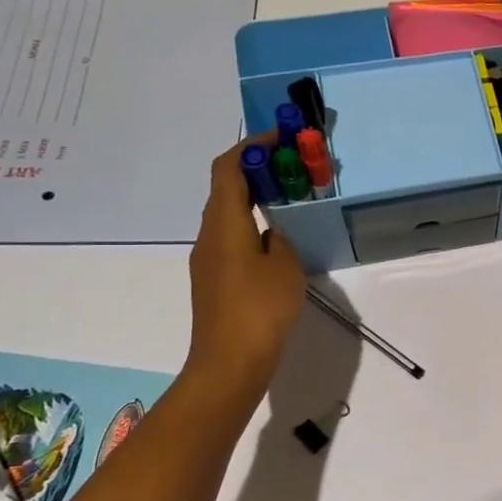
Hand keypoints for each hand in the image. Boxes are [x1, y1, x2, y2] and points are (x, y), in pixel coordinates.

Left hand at [182, 140, 304, 408]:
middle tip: (293, 168)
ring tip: (291, 200)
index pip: (228, 168)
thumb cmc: (260, 309)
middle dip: (257, 170)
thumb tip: (272, 230)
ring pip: (230, 215)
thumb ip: (280, 238)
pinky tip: (279, 241)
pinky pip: (232, 238)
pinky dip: (254, 225)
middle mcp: (209, 235)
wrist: (229, 363)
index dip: (251, 146)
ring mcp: (208, 260)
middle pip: (226, 188)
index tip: (280, 137)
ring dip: (256, 199)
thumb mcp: (285, 266)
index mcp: (224, 224)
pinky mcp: (215, 281)